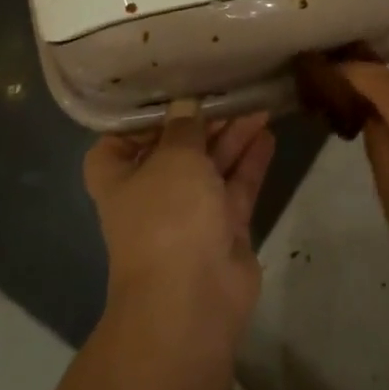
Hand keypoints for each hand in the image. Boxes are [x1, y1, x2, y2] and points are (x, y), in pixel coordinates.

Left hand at [83, 108, 274, 357]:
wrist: (192, 299)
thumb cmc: (167, 217)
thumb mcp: (173, 158)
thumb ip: (184, 128)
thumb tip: (185, 106)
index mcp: (120, 178)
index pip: (120, 141)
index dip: (143, 119)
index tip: (171, 92)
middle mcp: (152, 194)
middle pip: (176, 149)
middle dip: (202, 122)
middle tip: (231, 90)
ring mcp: (190, 214)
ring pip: (211, 166)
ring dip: (232, 136)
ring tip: (258, 103)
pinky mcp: (224, 228)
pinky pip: (237, 187)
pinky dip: (251, 162)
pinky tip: (268, 133)